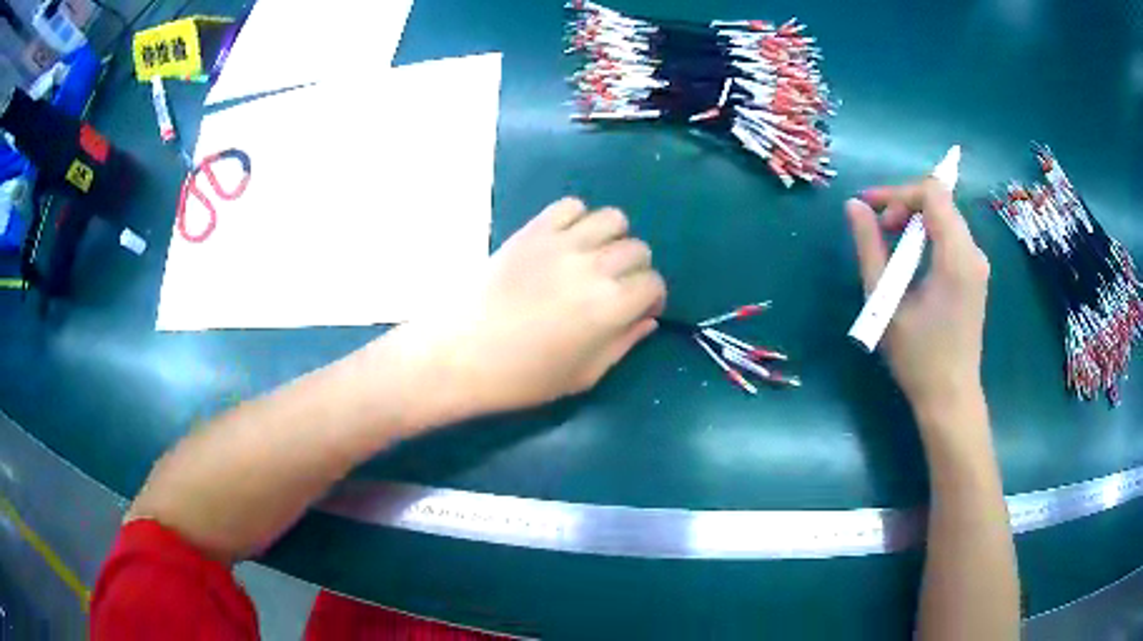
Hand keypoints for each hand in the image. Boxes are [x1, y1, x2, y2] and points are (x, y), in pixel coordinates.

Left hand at [431, 198, 665, 413]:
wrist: (462, 354)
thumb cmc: (523, 377)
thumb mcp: (584, 375)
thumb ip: (623, 343)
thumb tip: (648, 319)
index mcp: (611, 307)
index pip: (653, 284)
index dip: (652, 297)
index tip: (639, 308)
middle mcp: (594, 266)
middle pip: (638, 249)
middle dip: (635, 270)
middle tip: (616, 286)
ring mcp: (562, 243)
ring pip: (612, 219)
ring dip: (613, 238)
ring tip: (594, 257)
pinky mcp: (533, 230)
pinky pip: (570, 206)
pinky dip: (577, 219)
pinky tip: (566, 241)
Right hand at [846, 179, 990, 420]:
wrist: (950, 398)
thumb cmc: (918, 357)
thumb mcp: (886, 302)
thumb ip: (870, 249)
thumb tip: (854, 206)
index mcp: (956, 256)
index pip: (933, 192)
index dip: (898, 191)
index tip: (872, 211)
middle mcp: (974, 252)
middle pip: (941, 200)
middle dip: (905, 203)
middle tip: (878, 229)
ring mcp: (977, 264)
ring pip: (946, 217)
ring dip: (915, 219)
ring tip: (890, 243)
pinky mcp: (975, 276)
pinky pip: (951, 236)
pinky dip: (928, 235)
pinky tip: (910, 259)